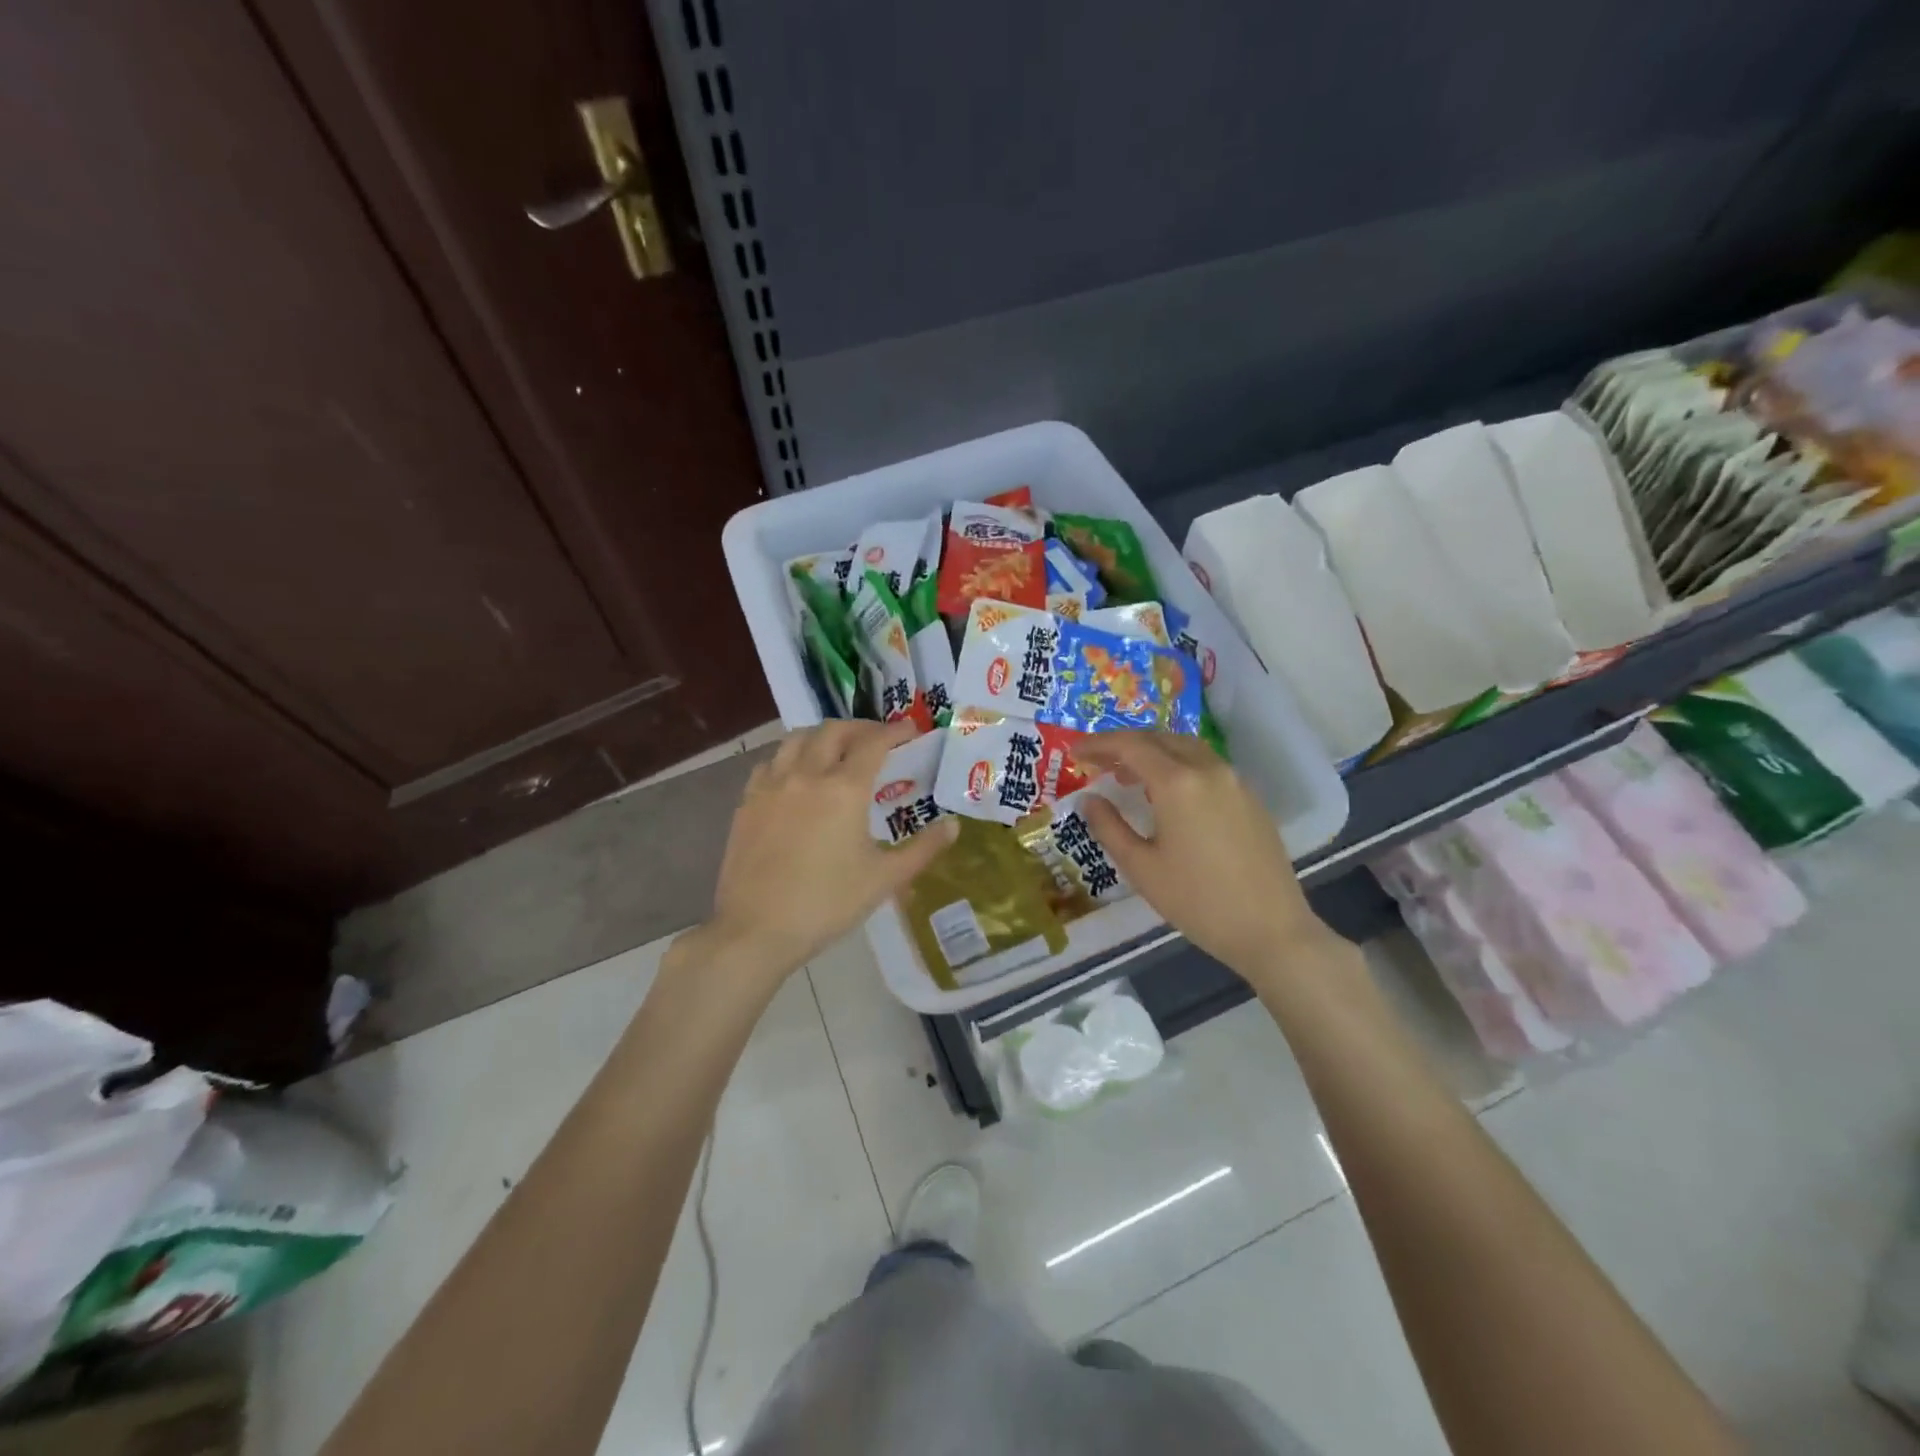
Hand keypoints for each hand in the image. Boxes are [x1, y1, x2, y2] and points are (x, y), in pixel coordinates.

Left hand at [702, 720, 958, 979]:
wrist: (757, 930)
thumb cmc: (827, 904)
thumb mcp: (885, 879)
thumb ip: (923, 849)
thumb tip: (954, 826)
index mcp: (844, 789)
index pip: (874, 743)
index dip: (895, 731)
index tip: (910, 730)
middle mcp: (807, 775)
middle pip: (833, 731)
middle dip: (859, 728)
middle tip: (877, 739)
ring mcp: (772, 786)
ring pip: (796, 740)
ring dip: (822, 736)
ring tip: (836, 750)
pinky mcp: (747, 803)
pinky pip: (770, 763)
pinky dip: (789, 758)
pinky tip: (796, 776)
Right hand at [1074, 732, 1331, 981]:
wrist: (1271, 930)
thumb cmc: (1197, 901)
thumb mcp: (1141, 868)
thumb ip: (1109, 827)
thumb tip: (1089, 799)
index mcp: (1177, 783)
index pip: (1130, 746)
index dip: (1098, 744)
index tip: (1074, 753)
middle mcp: (1208, 769)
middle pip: (1159, 738)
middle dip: (1124, 744)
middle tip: (1098, 762)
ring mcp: (1234, 781)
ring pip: (1186, 748)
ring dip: (1153, 752)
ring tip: (1129, 776)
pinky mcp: (1251, 797)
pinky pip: (1207, 765)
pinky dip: (1179, 765)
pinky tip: (1168, 794)